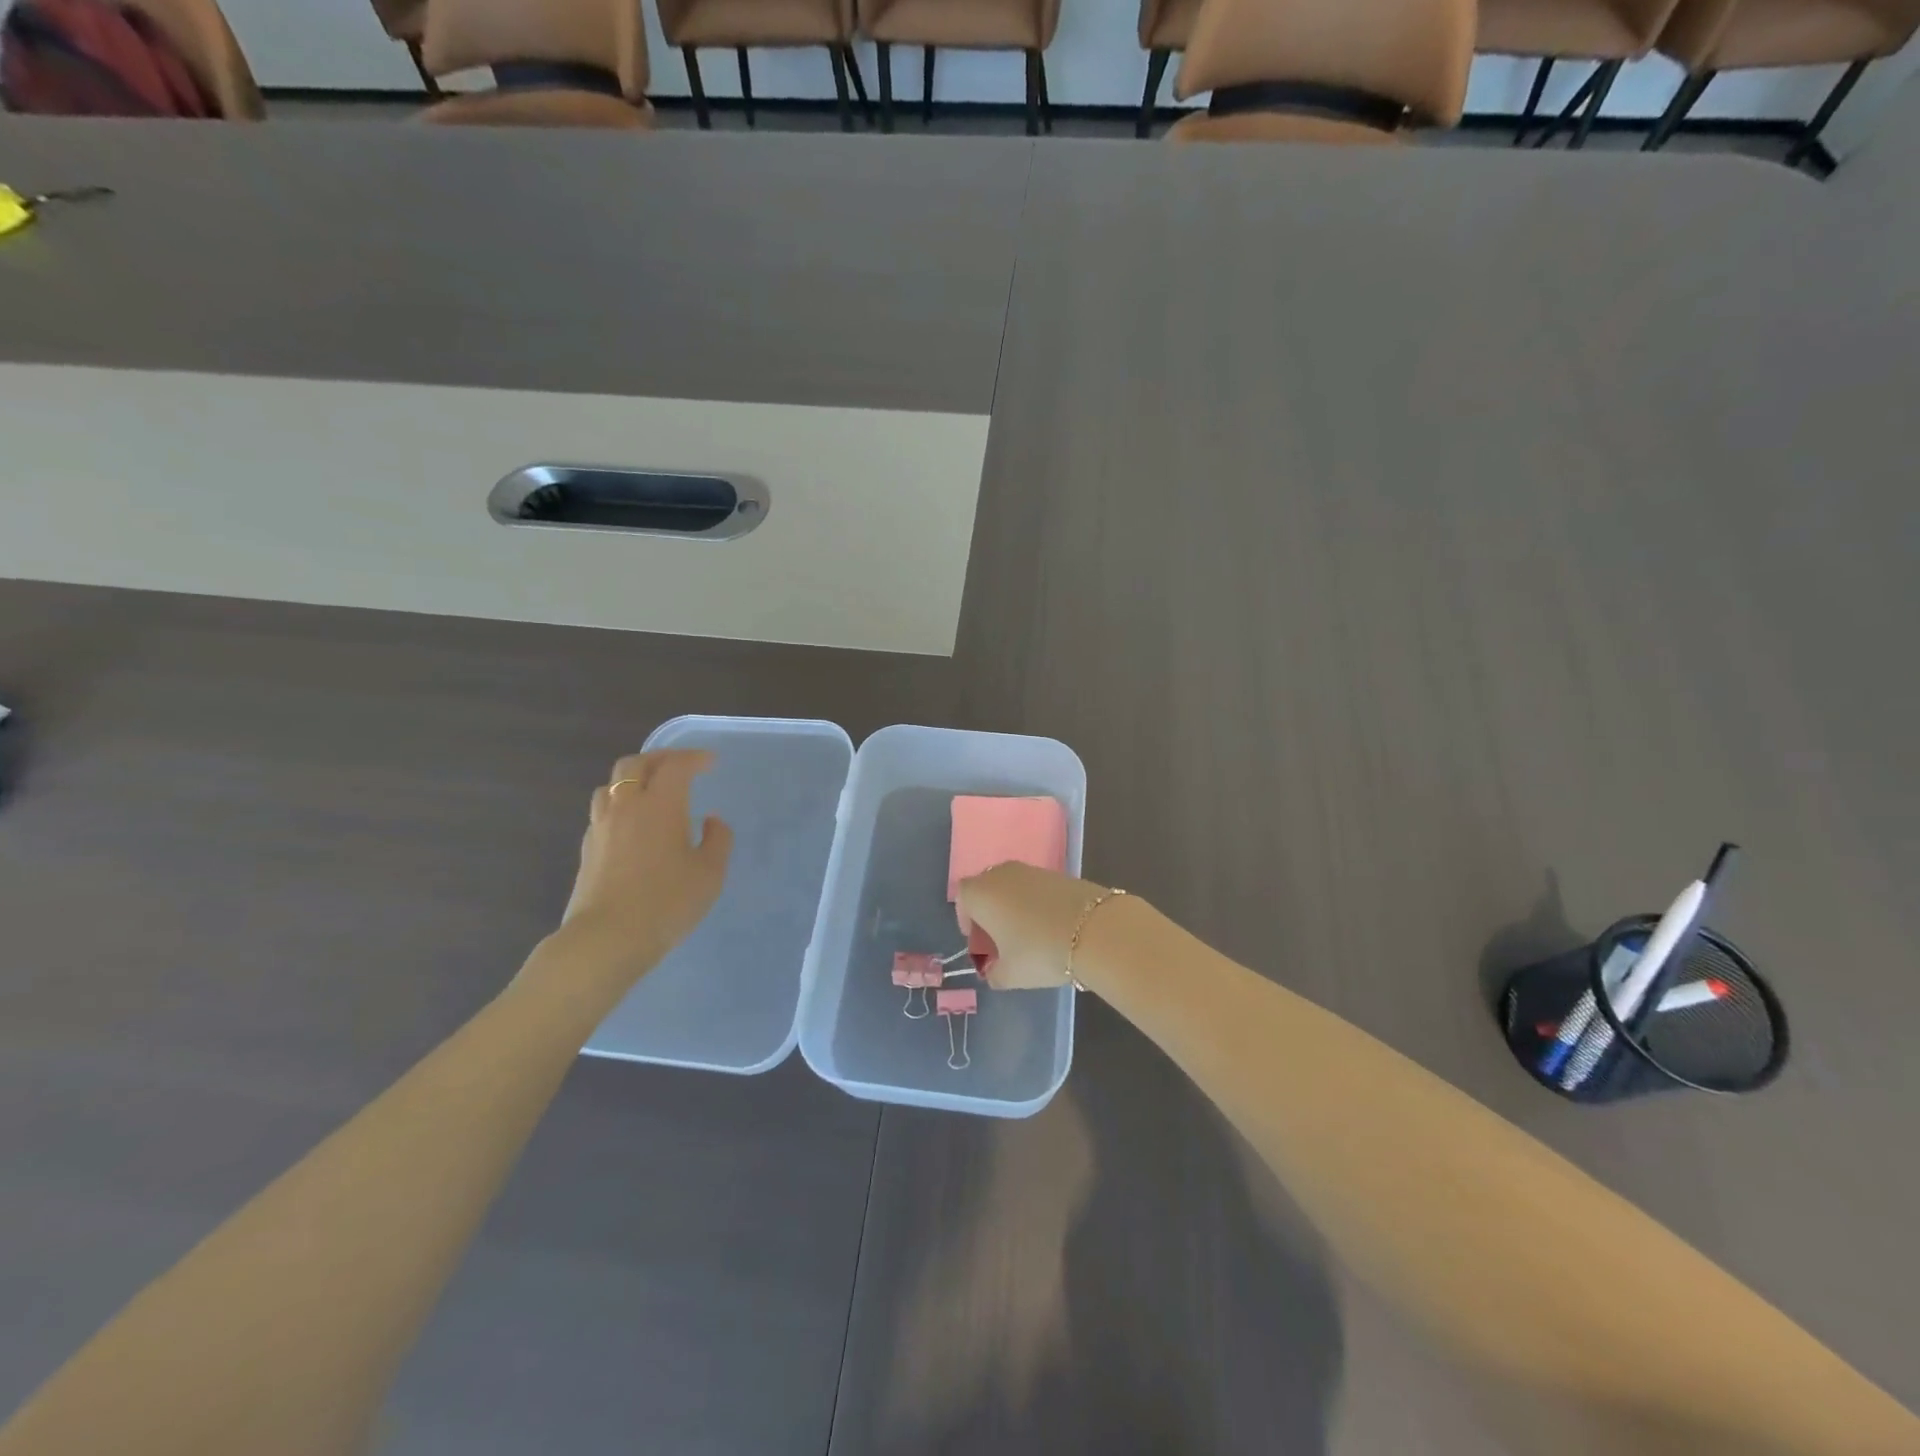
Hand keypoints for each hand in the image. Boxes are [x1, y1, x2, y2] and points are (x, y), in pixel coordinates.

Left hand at [556, 750, 733, 978]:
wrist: (607, 939)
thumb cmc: (667, 902)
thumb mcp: (710, 873)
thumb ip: (718, 840)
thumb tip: (711, 820)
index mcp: (660, 804)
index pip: (675, 766)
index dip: (694, 758)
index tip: (710, 762)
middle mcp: (626, 806)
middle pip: (635, 764)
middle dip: (660, 759)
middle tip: (680, 766)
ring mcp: (601, 826)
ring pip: (611, 784)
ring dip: (633, 779)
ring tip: (651, 791)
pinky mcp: (587, 849)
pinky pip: (602, 811)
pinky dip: (620, 805)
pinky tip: (632, 825)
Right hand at [955, 862, 1109, 990]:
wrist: (1095, 929)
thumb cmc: (1040, 951)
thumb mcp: (1010, 975)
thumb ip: (994, 974)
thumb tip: (993, 972)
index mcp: (981, 893)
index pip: (963, 898)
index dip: (967, 920)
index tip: (980, 944)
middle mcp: (1001, 874)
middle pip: (986, 889)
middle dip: (989, 914)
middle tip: (1001, 943)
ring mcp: (1031, 870)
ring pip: (1012, 888)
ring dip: (1013, 908)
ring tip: (1027, 937)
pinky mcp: (1058, 873)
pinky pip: (1035, 888)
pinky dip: (1036, 904)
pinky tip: (1050, 928)